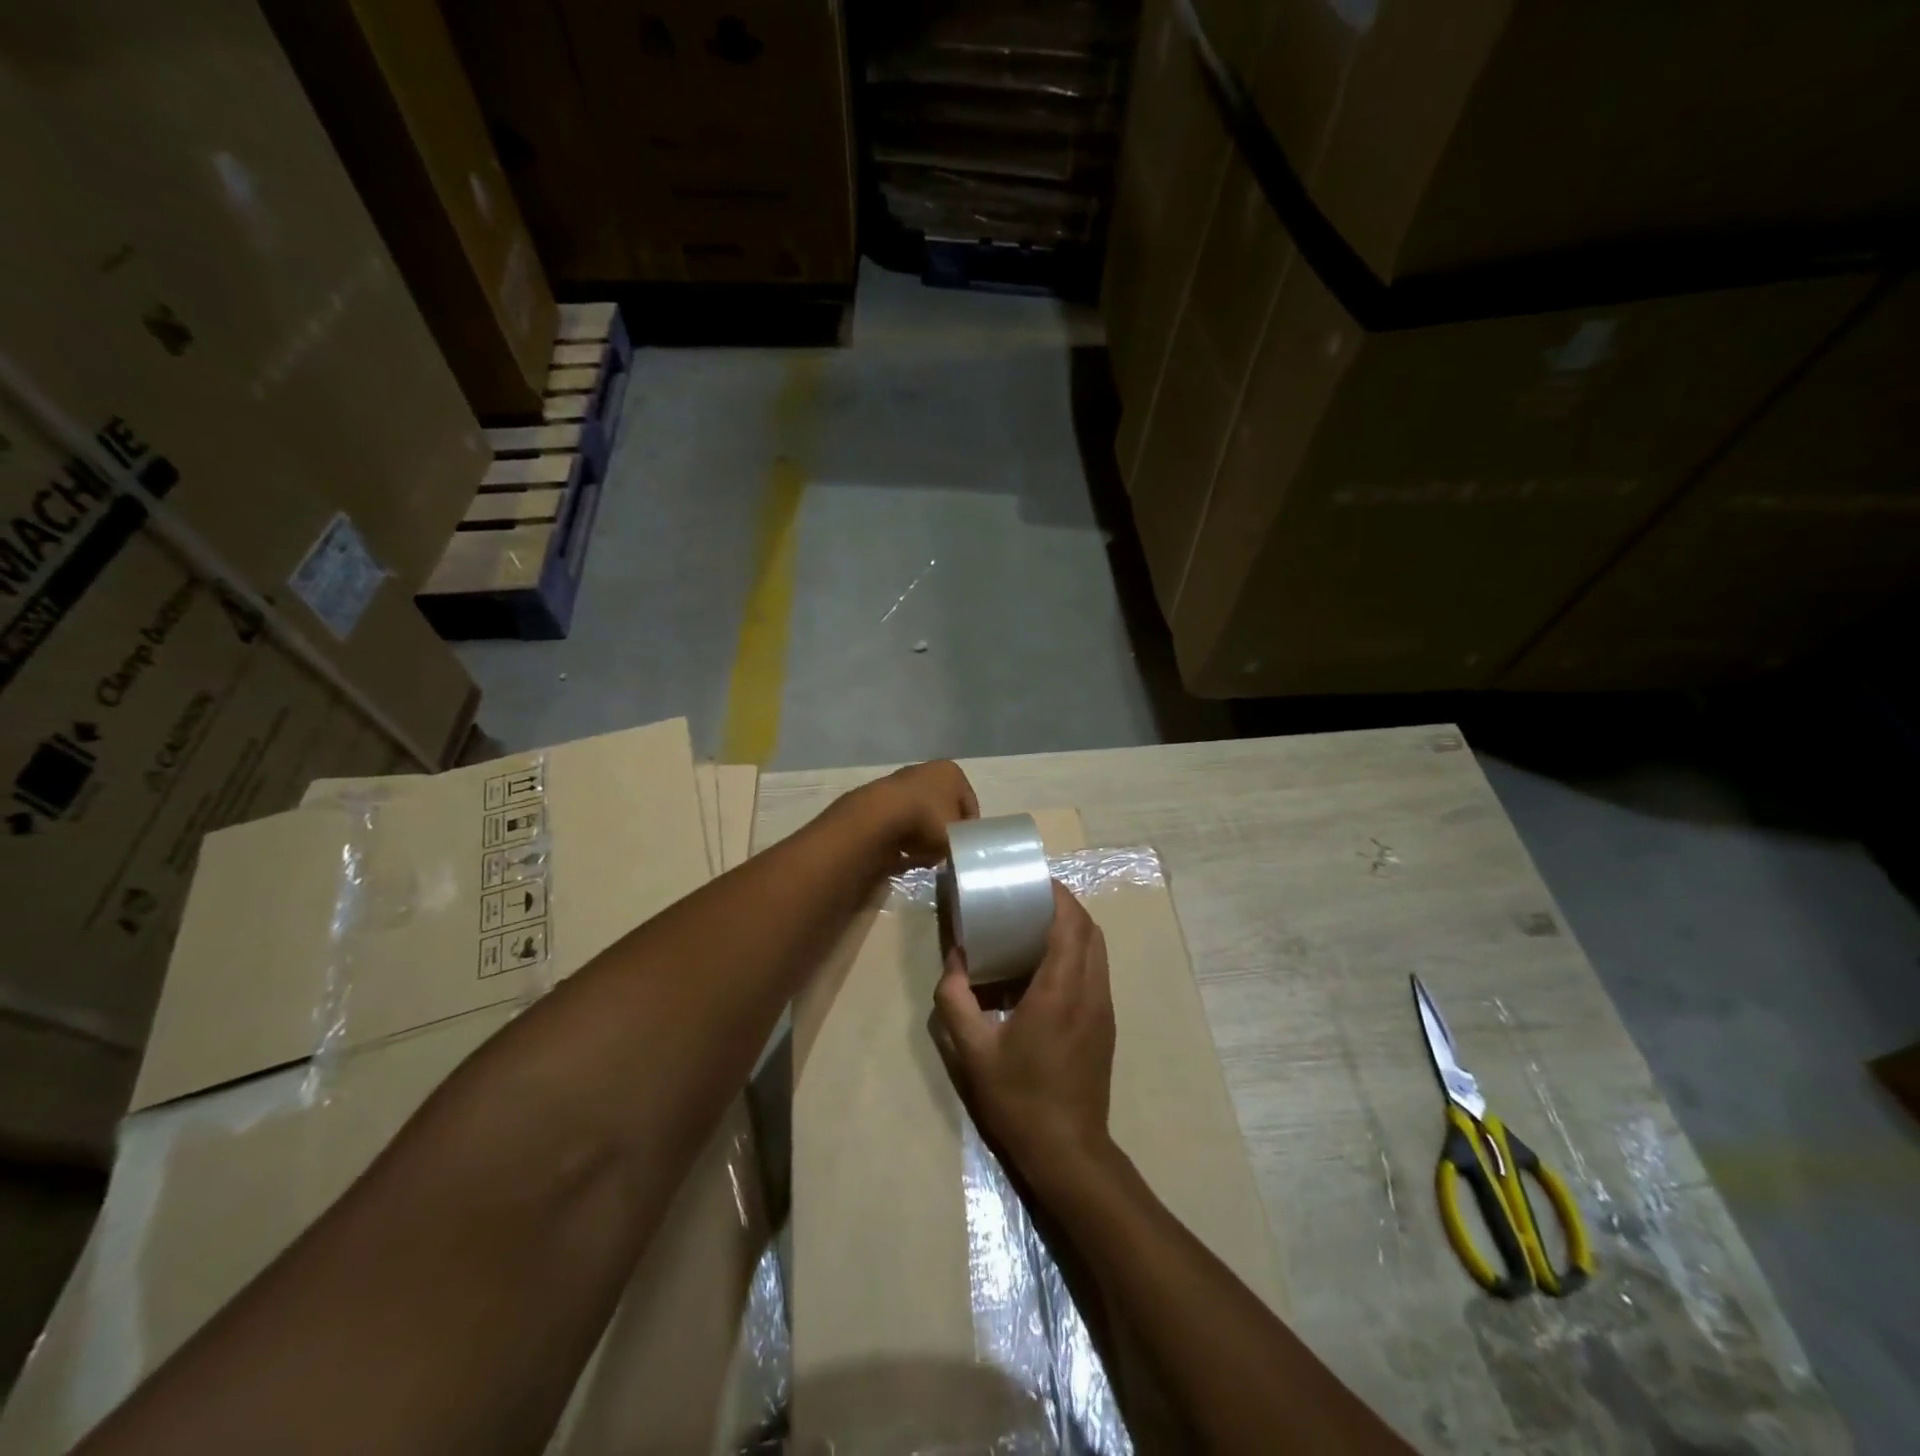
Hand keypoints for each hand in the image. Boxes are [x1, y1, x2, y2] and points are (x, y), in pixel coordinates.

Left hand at [850, 760, 979, 867]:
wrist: (878, 818)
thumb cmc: (928, 821)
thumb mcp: (956, 837)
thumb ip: (960, 841)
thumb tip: (951, 848)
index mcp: (951, 773)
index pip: (969, 804)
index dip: (969, 829)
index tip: (965, 848)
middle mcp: (926, 770)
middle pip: (942, 806)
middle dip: (942, 829)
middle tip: (944, 853)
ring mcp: (899, 781)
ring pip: (918, 813)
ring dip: (920, 833)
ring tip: (922, 856)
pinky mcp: (877, 797)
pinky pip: (897, 820)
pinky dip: (900, 834)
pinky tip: (901, 852)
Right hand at [933, 881, 1114, 1183]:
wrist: (1068, 1150)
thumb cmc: (1018, 1098)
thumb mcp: (973, 1051)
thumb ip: (956, 1000)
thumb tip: (954, 961)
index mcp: (1060, 990)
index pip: (1071, 923)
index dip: (1057, 894)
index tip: (1033, 880)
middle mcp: (1089, 990)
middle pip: (1090, 929)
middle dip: (1064, 905)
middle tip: (1029, 899)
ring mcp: (1103, 1007)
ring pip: (1097, 949)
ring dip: (1073, 928)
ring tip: (1036, 926)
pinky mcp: (1106, 1023)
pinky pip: (1096, 970)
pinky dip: (1077, 952)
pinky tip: (1046, 967)